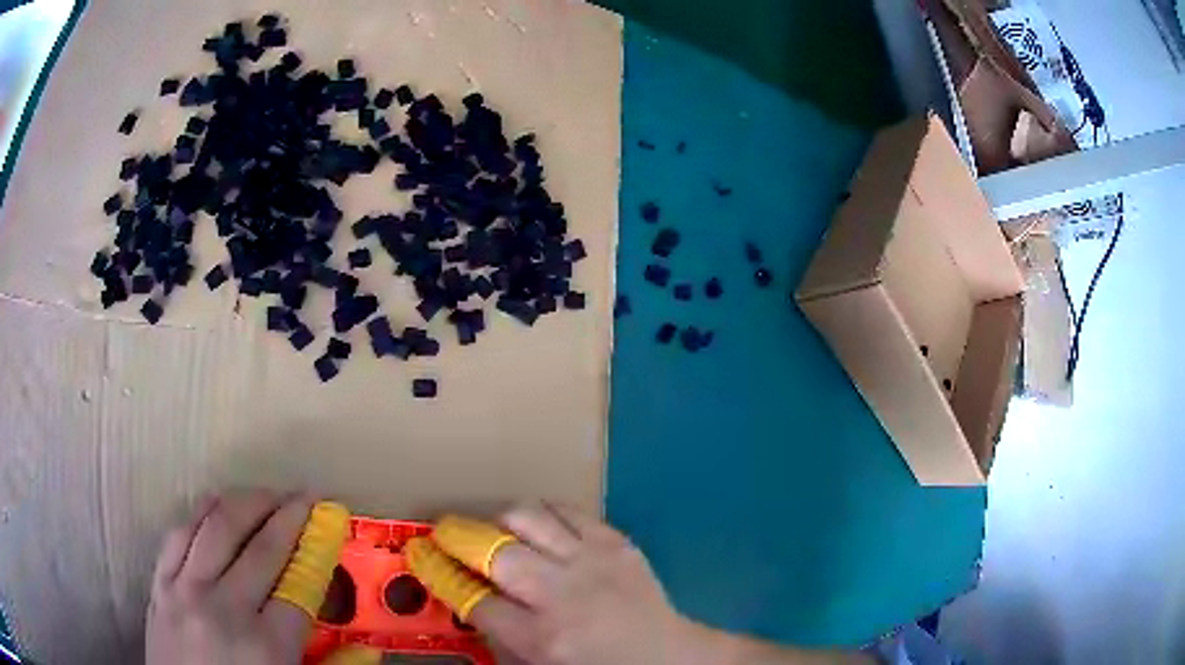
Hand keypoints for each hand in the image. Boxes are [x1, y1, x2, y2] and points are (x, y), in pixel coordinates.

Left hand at [146, 490, 314, 664]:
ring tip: (266, 494)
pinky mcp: (159, 584)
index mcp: (265, 646)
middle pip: (261, 547)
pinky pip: (179, 533)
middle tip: (304, 496)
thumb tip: (369, 651)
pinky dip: (201, 512)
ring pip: (216, 527)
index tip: (329, 524)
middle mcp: (224, 608)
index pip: (299, 585)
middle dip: (288, 514)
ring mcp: (185, 590)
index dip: (317, 550)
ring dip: (246, 502)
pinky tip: (216, 503)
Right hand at [413, 505, 702, 664]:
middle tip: (445, 533)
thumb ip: (498, 635)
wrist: (666, 655)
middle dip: (458, 537)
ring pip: (527, 518)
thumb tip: (463, 595)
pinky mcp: (616, 541)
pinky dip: (544, 515)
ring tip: (496, 531)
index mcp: (541, 638)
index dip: (440, 574)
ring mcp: (592, 562)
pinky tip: (540, 529)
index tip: (421, 556)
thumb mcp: (539, 664)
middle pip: (494, 551)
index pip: (473, 599)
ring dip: (501, 521)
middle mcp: (562, 595)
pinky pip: (566, 510)